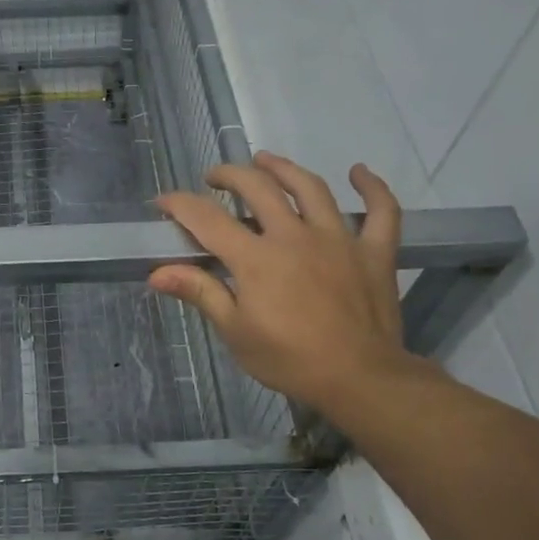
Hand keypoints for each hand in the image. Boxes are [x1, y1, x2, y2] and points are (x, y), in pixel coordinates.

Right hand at [150, 153, 423, 422]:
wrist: (361, 380)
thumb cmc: (290, 360)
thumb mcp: (235, 332)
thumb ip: (200, 292)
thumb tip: (156, 274)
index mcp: (256, 258)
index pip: (207, 219)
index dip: (179, 204)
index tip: (162, 201)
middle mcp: (295, 236)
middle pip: (258, 188)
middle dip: (229, 175)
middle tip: (214, 178)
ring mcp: (339, 239)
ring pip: (310, 188)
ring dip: (284, 168)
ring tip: (266, 160)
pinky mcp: (374, 251)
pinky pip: (382, 212)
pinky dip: (373, 188)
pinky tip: (360, 172)